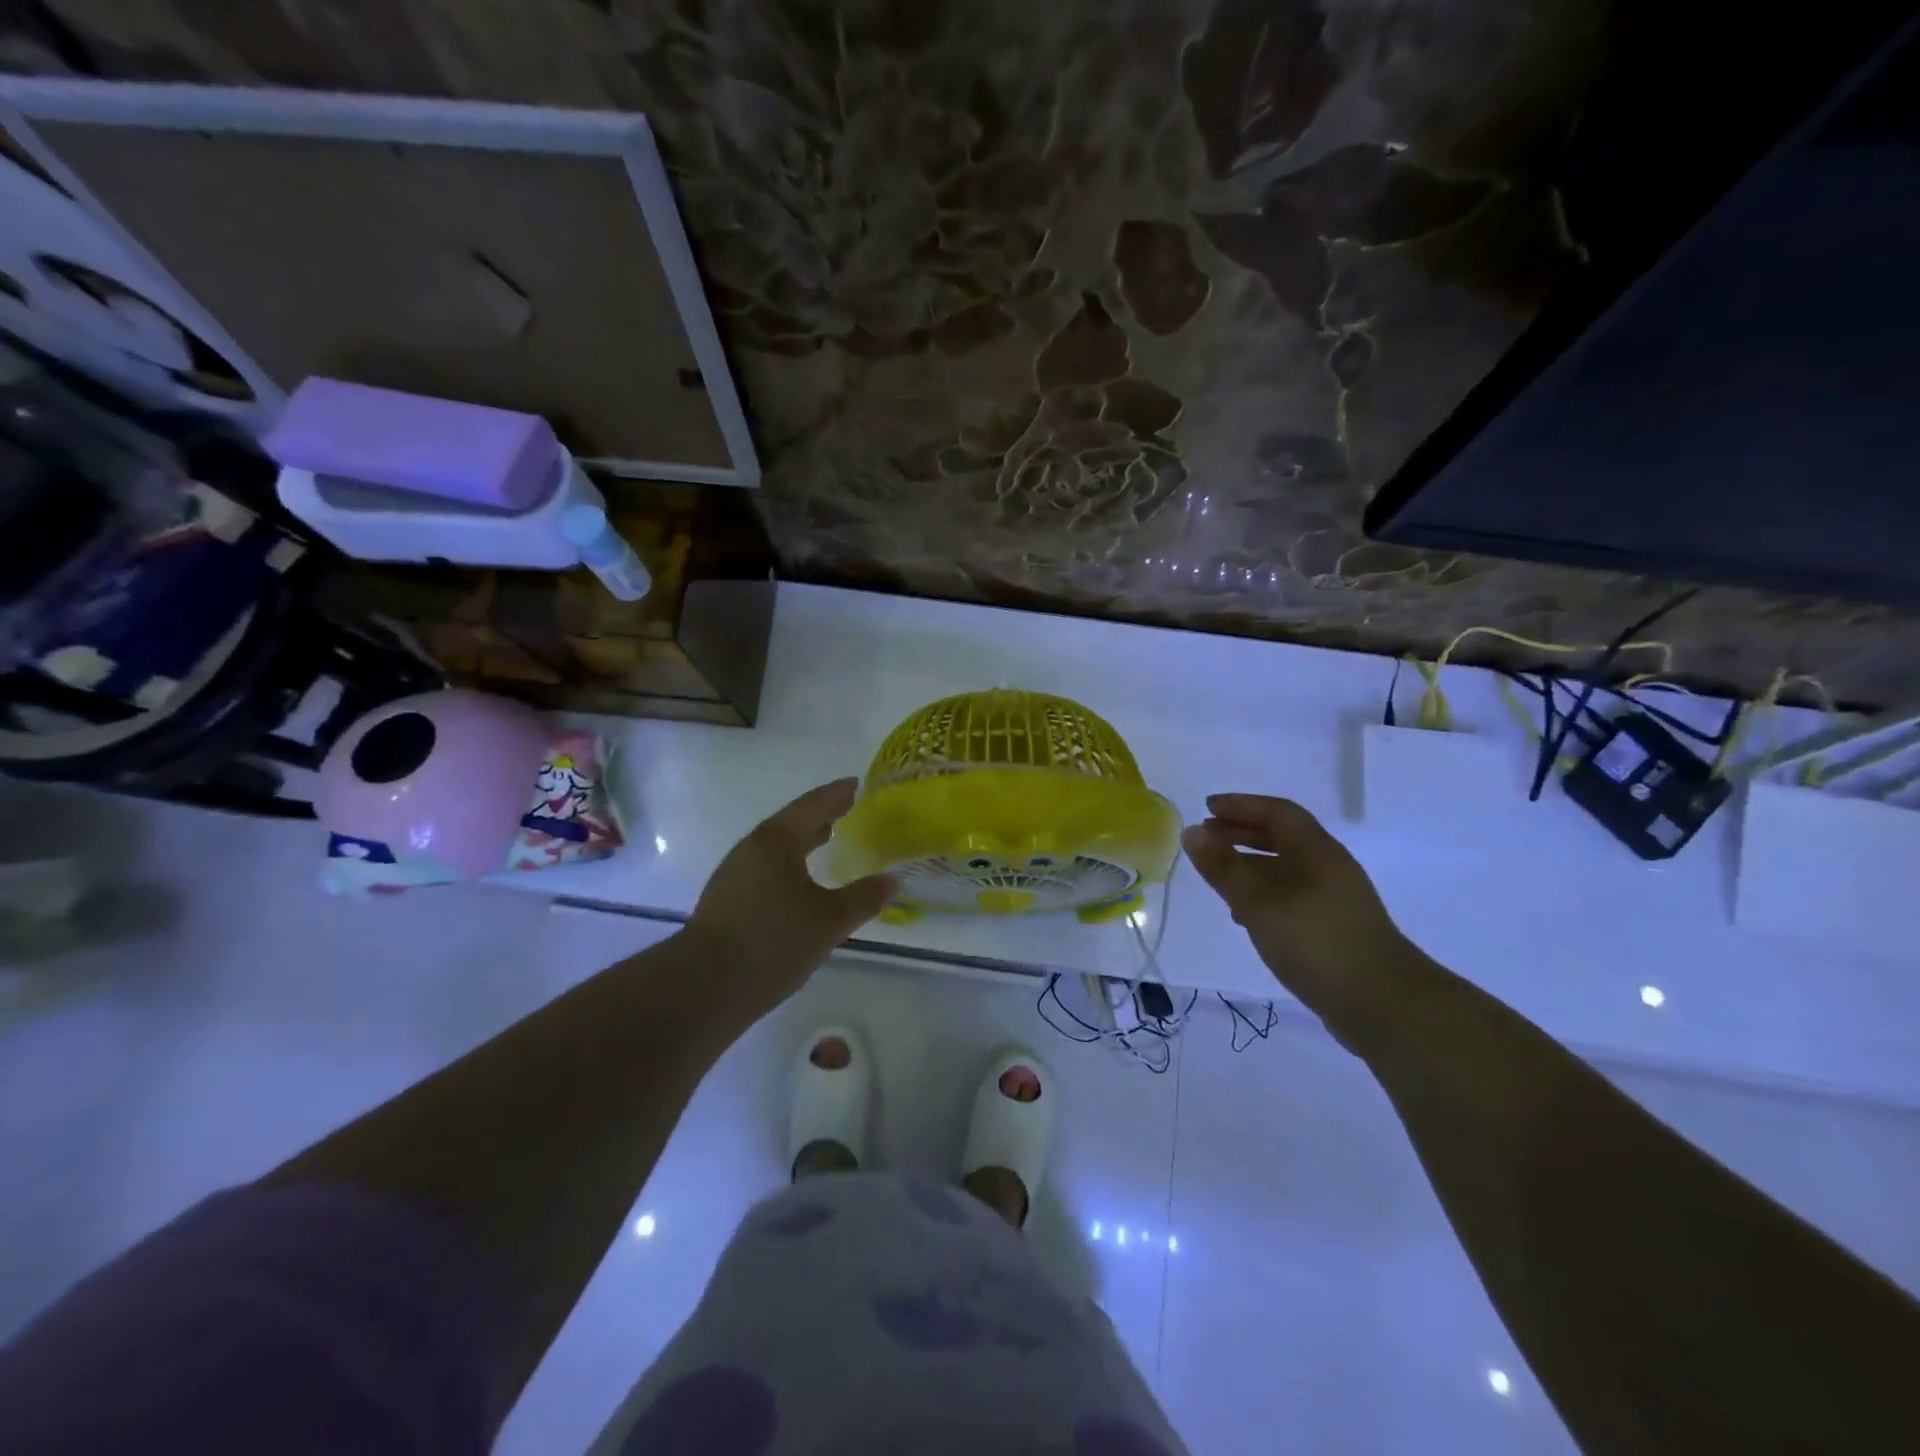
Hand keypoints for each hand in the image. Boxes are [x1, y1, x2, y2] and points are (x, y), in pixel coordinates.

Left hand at [686, 779, 894, 1011]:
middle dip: (818, 816)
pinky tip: (798, 885)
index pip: (812, 806)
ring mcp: (734, 876)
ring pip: (774, 848)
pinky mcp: (726, 901)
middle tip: (843, 809)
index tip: (854, 785)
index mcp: (776, 841)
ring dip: (800, 841)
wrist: (704, 986)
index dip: (835, 795)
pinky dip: (787, 865)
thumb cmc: (774, 941)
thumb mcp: (829, 921)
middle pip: (790, 823)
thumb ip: (863, 898)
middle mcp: (751, 850)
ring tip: (823, 841)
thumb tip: (891, 880)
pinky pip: (764, 869)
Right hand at [1182, 794, 1413, 1021]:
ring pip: (1285, 868)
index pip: (1277, 812)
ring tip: (1218, 875)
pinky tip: (1245, 916)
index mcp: (1316, 851)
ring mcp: (1334, 899)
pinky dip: (1263, 894)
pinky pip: (1291, 896)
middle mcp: (1328, 867)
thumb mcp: (1259, 902)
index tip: (1207, 807)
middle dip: (1242, 832)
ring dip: (1250, 864)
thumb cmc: (1316, 942)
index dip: (1240, 806)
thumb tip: (1192, 831)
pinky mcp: (1333, 928)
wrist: (1383, 1004)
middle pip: (1282, 837)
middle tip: (1207, 835)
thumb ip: (1223, 867)